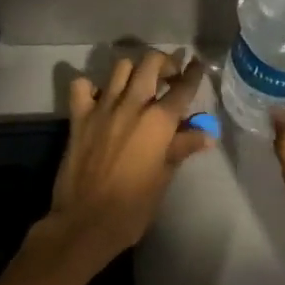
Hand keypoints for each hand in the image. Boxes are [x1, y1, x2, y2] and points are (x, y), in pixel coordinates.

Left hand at [48, 49, 213, 267]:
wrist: (85, 222)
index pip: (183, 87)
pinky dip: (91, 86)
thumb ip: (182, 148)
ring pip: (120, 67)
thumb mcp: (164, 178)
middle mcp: (132, 105)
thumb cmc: (132, 206)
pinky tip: (100, 98)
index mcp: (158, 121)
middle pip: (150, 63)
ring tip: (138, 85)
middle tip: (169, 76)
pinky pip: (82, 86)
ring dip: (133, 70)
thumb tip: (206, 134)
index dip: (193, 73)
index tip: (198, 64)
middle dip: (165, 62)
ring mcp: (102, 107)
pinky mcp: (78, 116)